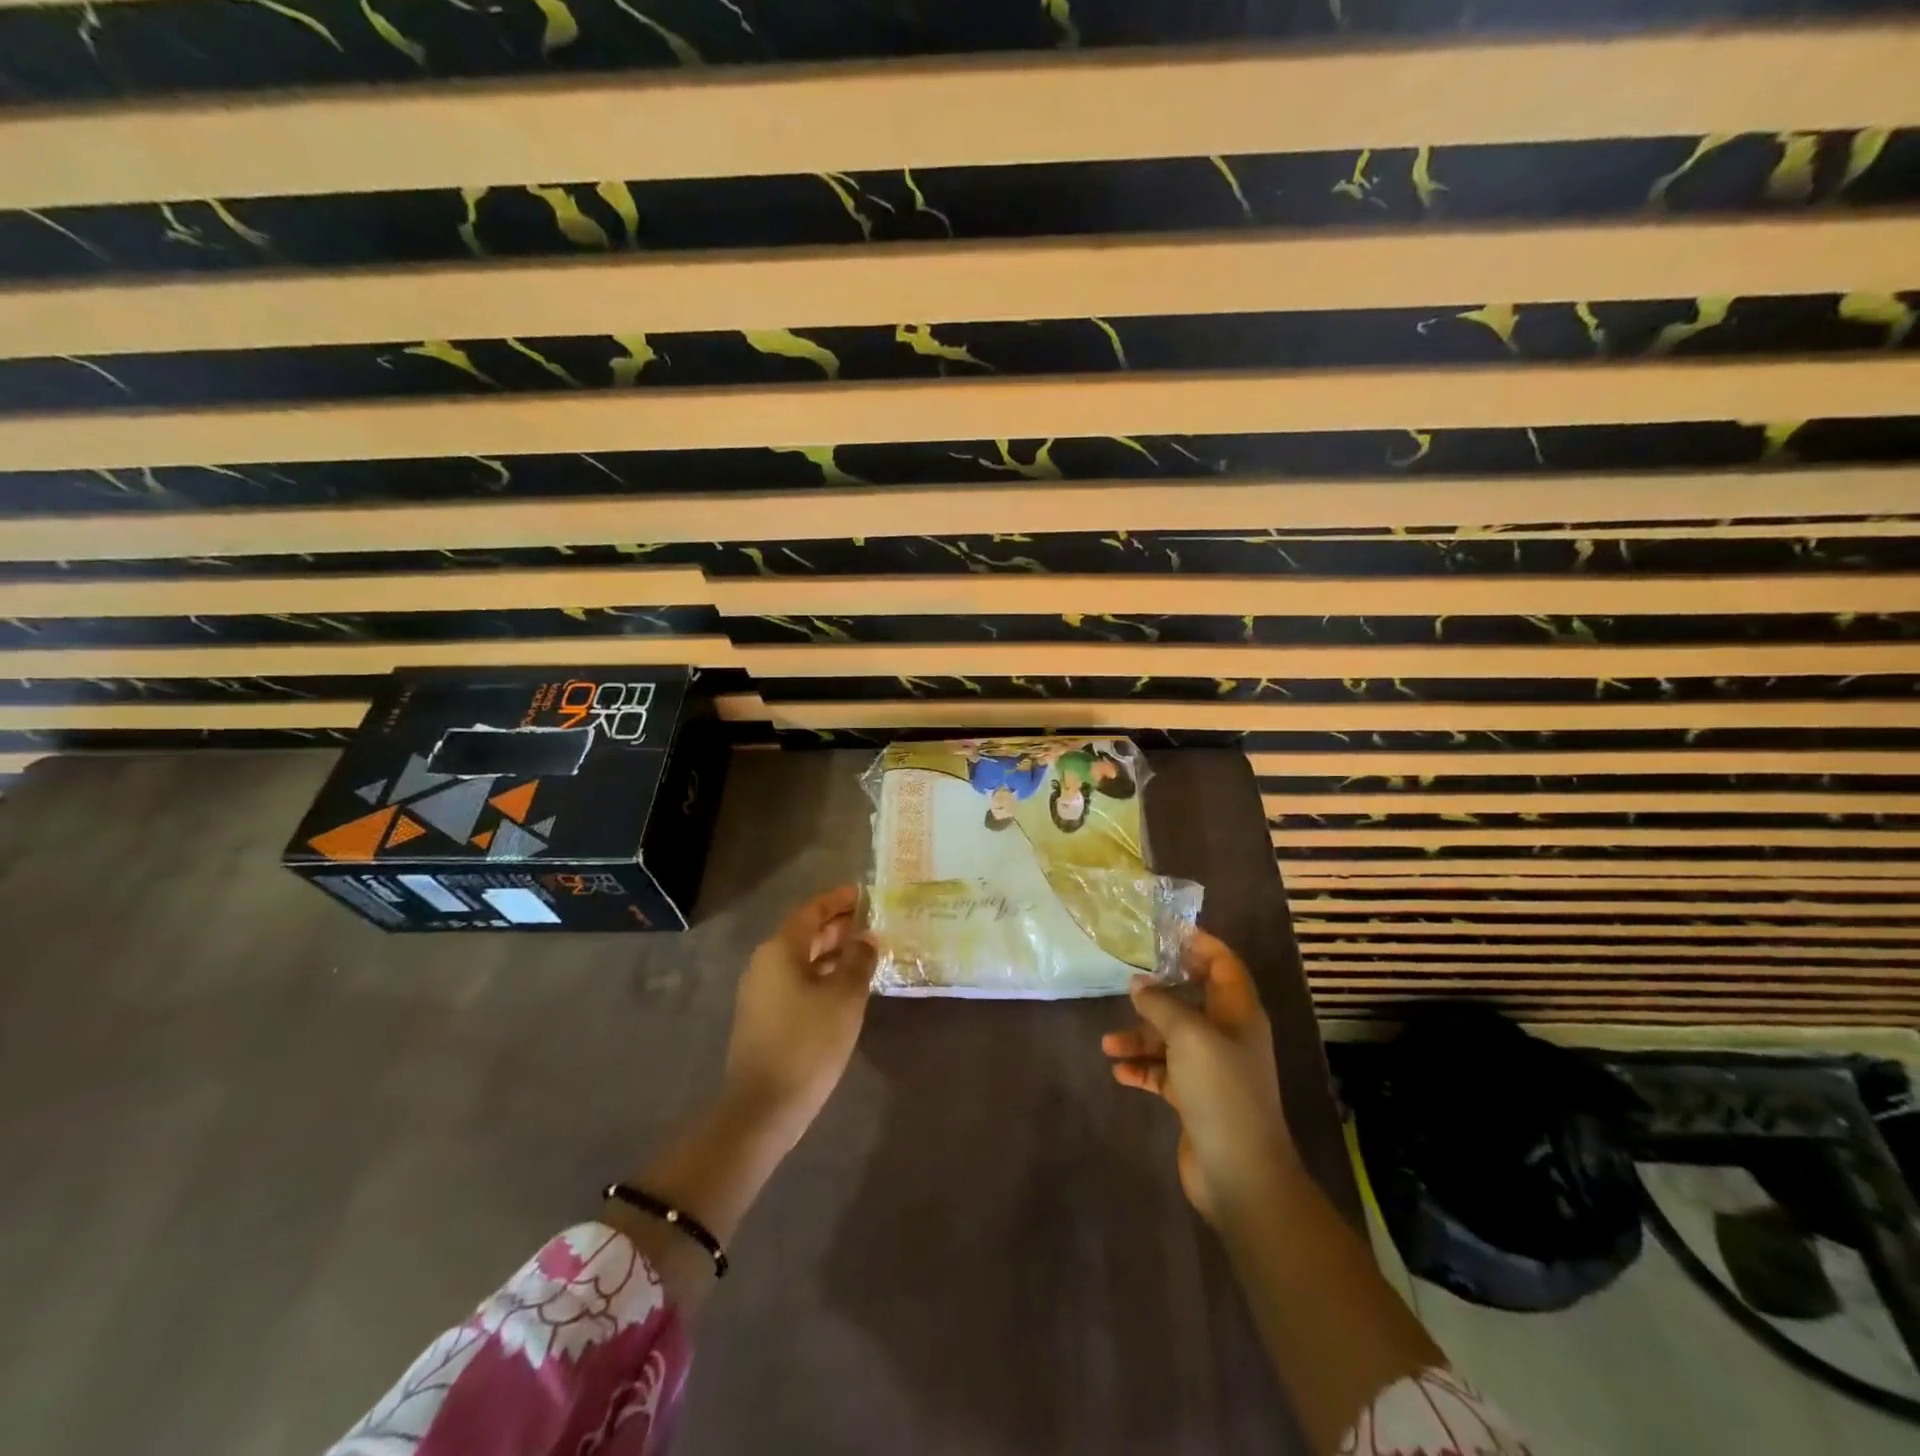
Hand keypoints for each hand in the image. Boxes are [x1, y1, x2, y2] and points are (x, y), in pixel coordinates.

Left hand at [723, 886, 874, 1147]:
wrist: (763, 1107)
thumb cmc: (808, 1043)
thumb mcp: (845, 997)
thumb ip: (858, 961)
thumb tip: (867, 938)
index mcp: (780, 950)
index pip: (811, 911)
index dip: (838, 901)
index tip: (863, 894)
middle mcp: (765, 963)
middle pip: (804, 933)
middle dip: (836, 926)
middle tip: (871, 922)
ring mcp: (761, 992)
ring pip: (800, 959)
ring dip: (830, 953)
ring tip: (864, 953)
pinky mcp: (763, 1017)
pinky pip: (796, 982)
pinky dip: (820, 975)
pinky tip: (844, 987)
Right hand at [1101, 931, 1294, 1222]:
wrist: (1240, 1172)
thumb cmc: (1221, 1091)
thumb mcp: (1189, 1036)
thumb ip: (1161, 1005)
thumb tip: (1138, 984)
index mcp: (1238, 1014)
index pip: (1223, 965)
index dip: (1200, 944)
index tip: (1167, 931)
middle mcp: (1227, 1036)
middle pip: (1192, 1000)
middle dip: (1159, 992)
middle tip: (1127, 978)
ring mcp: (1211, 1069)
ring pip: (1171, 1038)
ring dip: (1141, 1036)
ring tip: (1107, 1044)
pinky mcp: (1195, 1098)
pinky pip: (1163, 1071)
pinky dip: (1142, 1068)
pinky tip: (1119, 1071)